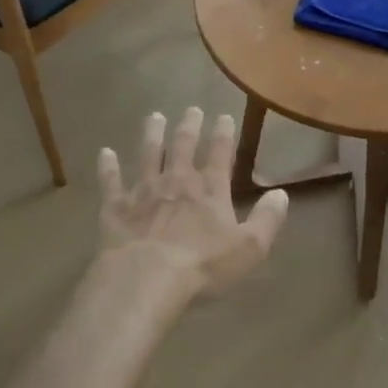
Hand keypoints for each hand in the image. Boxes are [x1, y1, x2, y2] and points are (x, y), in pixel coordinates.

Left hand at [96, 108, 289, 298]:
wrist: (146, 278)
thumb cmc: (202, 265)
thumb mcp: (249, 248)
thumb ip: (267, 220)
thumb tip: (282, 194)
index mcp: (210, 189)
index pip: (220, 153)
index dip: (224, 134)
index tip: (224, 116)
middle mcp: (177, 181)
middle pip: (183, 146)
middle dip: (189, 126)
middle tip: (191, 109)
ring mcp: (144, 191)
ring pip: (148, 154)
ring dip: (152, 134)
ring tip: (154, 116)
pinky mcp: (116, 207)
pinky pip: (111, 182)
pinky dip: (108, 167)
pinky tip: (105, 153)